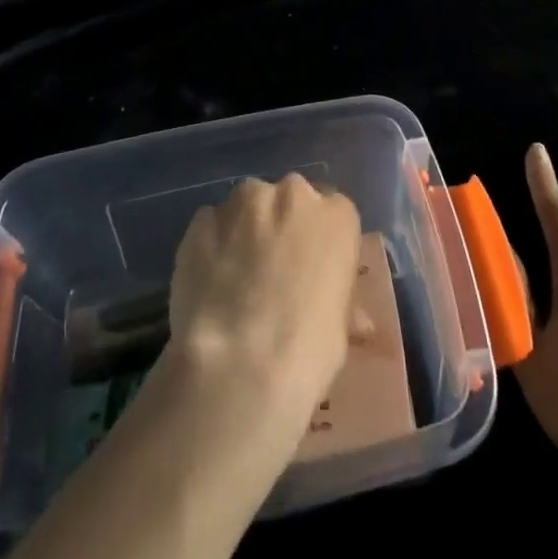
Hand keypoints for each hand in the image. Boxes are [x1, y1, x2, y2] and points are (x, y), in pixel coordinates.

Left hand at [168, 174, 362, 418]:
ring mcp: (243, 202)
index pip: (332, 211)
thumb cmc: (308, 349)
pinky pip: (210, 226)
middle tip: (271, 271)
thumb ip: (339, 301)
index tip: (309, 267)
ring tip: (233, 278)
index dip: (318, 240)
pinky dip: (211, 245)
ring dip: (244, 231)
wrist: (239, 365)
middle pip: (288, 200)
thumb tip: (355, 319)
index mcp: (336, 214)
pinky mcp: (201, 220)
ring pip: (246, 208)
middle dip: (280, 226)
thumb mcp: (340, 328)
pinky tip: (208, 282)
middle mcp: (292, 193)